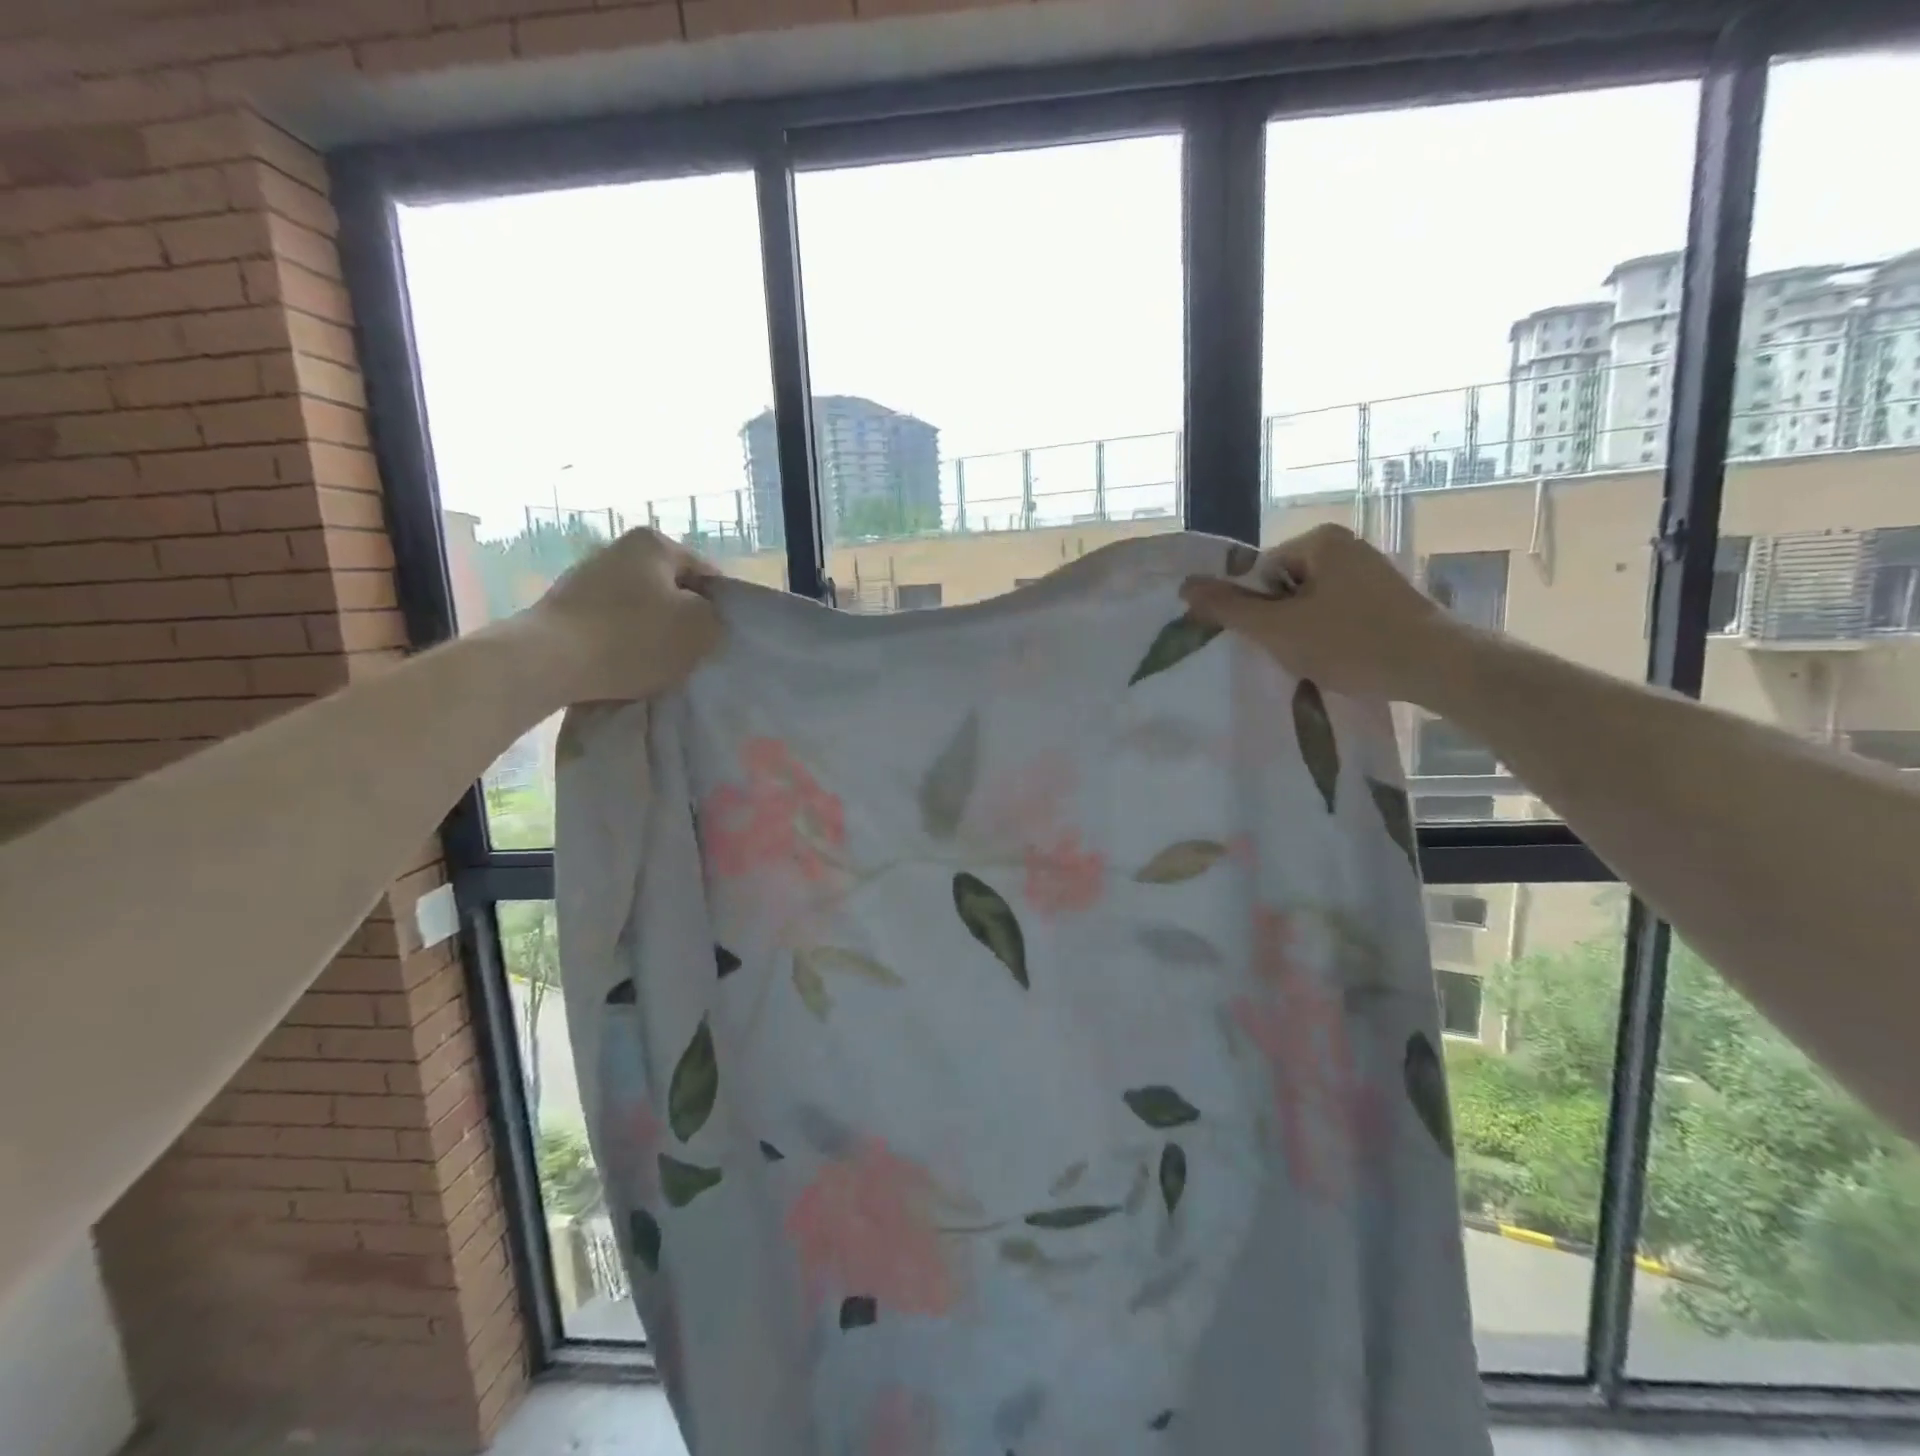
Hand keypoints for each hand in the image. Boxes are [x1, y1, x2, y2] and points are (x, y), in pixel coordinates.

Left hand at [527, 528, 722, 701]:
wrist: (549, 661)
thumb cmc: (633, 638)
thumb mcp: (700, 629)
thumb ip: (716, 618)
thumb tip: (703, 619)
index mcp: (655, 543)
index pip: (707, 574)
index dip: (720, 608)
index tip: (718, 638)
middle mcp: (618, 548)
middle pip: (671, 589)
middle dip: (683, 619)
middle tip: (691, 652)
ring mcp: (587, 575)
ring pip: (641, 607)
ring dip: (652, 632)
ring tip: (656, 664)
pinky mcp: (564, 605)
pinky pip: (610, 623)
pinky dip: (622, 642)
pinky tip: (624, 665)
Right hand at [1179, 524, 1458, 704]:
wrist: (1436, 666)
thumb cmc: (1350, 642)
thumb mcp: (1278, 628)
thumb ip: (1229, 608)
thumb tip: (1185, 587)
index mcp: (1319, 540)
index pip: (1260, 573)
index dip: (1257, 610)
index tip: (1273, 637)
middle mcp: (1346, 545)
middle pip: (1284, 587)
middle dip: (1282, 621)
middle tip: (1295, 651)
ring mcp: (1371, 570)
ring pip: (1311, 603)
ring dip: (1305, 632)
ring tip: (1321, 658)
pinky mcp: (1388, 597)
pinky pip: (1340, 612)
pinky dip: (1334, 635)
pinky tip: (1344, 657)